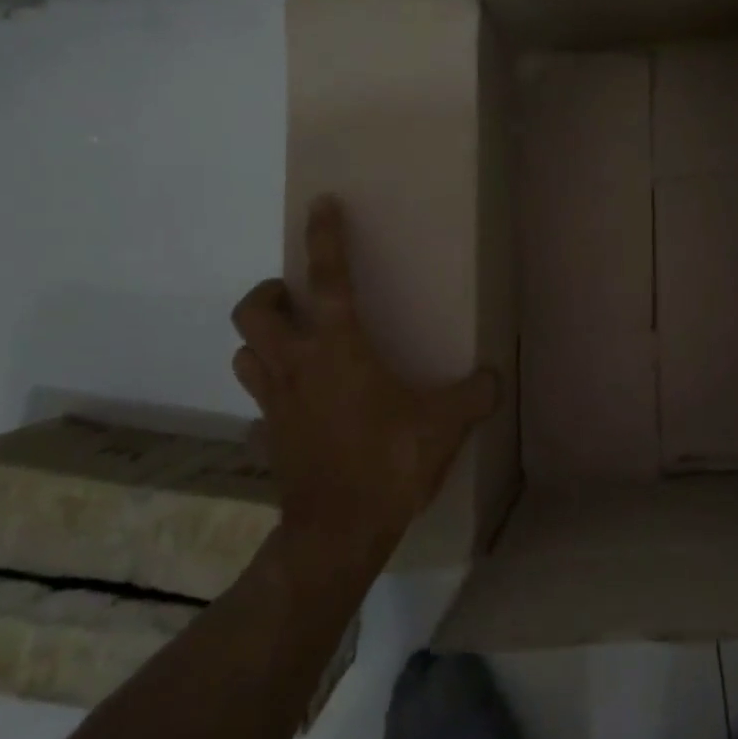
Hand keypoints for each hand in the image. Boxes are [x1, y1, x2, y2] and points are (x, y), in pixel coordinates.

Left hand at [231, 195, 499, 568]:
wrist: (338, 532)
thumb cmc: (389, 463)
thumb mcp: (445, 424)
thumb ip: (474, 394)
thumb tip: (493, 377)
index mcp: (339, 350)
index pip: (329, 280)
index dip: (326, 238)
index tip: (321, 205)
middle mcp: (297, 367)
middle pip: (254, 312)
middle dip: (269, 294)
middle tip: (297, 298)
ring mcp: (275, 404)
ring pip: (243, 355)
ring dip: (261, 342)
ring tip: (293, 346)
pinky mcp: (268, 438)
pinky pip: (259, 407)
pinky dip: (271, 399)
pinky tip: (296, 409)